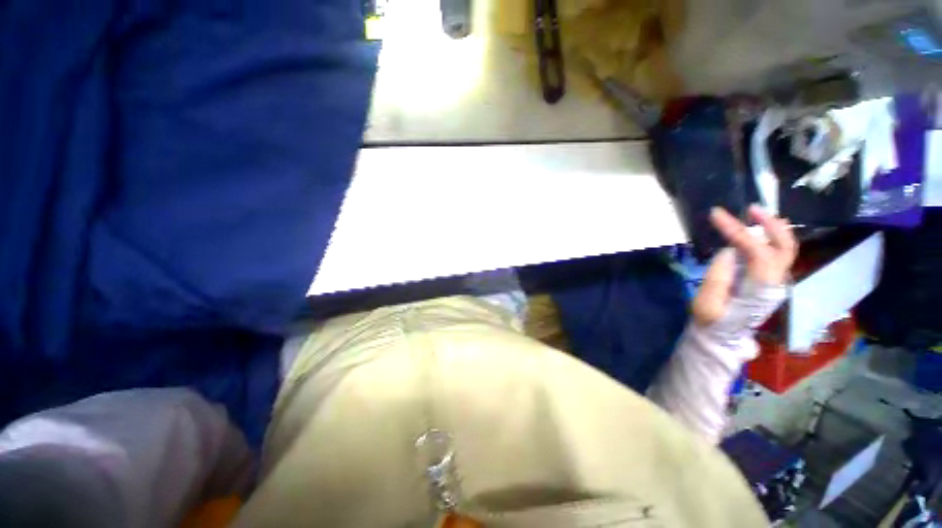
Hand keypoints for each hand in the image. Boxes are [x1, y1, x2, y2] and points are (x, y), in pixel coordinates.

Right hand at [693, 205, 797, 326]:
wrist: (721, 337)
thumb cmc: (711, 321)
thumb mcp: (707, 302)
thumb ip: (718, 276)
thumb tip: (728, 251)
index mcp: (759, 288)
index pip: (756, 251)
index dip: (738, 231)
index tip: (716, 215)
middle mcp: (775, 282)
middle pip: (784, 247)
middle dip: (770, 224)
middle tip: (751, 209)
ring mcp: (774, 282)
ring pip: (785, 249)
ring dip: (773, 229)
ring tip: (755, 214)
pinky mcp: (768, 281)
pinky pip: (778, 254)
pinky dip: (771, 238)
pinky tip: (759, 230)